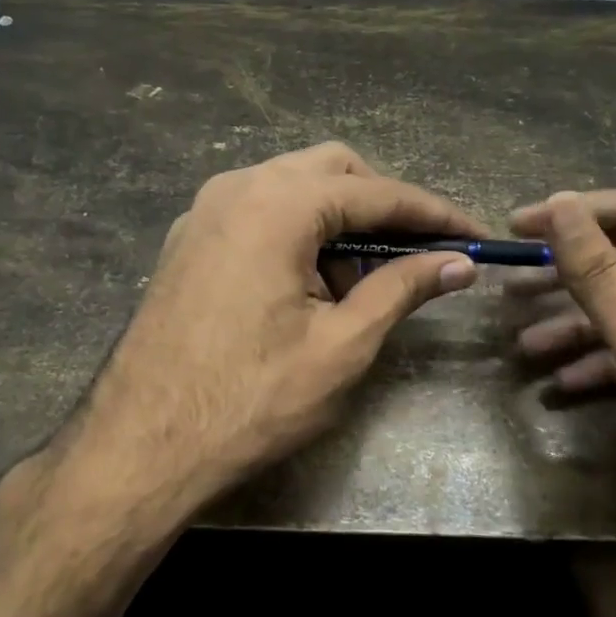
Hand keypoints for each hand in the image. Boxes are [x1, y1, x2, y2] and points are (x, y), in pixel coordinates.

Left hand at [70, 143, 480, 512]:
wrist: (140, 446)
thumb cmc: (250, 400)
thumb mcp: (342, 346)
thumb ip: (402, 289)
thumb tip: (458, 262)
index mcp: (276, 204)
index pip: (376, 193)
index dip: (433, 214)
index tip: (475, 236)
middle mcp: (237, 187)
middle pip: (333, 170)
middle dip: (383, 205)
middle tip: (420, 252)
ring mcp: (205, 211)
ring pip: (293, 187)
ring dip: (340, 219)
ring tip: (364, 282)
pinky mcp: (190, 239)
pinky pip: (260, 212)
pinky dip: (299, 231)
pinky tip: (313, 284)